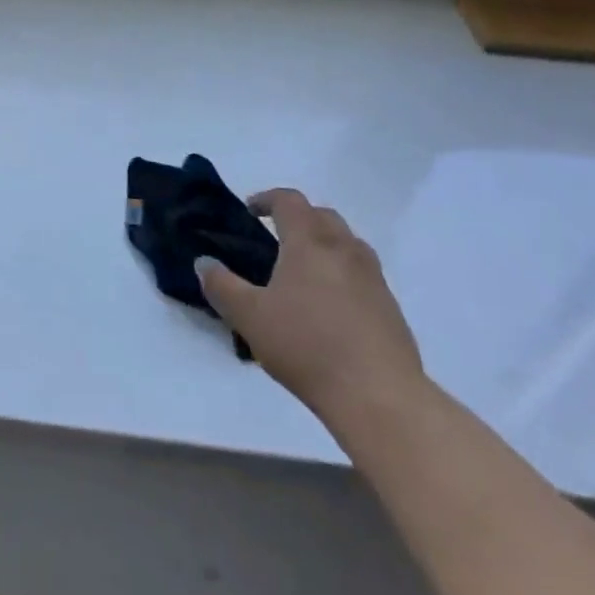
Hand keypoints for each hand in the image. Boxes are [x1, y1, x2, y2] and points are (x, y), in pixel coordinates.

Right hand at [197, 189, 427, 455]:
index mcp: (309, 242)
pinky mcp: (391, 307)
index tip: (250, 211)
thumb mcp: (249, 317)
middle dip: (298, 218)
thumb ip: (222, 286)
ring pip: (347, 242)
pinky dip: (343, 273)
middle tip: (277, 239)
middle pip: (322, 215)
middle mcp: (344, 249)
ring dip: (324, 244)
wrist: (379, 396)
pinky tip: (330, 306)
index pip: (289, 200)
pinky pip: (363, 273)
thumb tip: (203, 262)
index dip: (267, 199)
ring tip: (304, 271)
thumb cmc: (307, 346)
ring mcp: (373, 277)